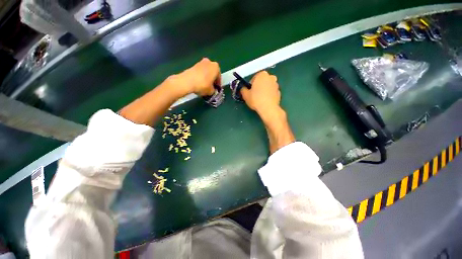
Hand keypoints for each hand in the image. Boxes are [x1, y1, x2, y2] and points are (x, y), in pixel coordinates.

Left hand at [173, 58, 220, 96]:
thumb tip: (212, 90)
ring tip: (204, 86)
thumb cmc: (203, 85)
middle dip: (212, 79)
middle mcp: (209, 62)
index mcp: (216, 67)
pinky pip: (199, 72)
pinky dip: (200, 77)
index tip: (216, 89)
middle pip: (212, 73)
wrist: (187, 82)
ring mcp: (200, 62)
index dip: (218, 84)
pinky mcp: (192, 65)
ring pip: (206, 72)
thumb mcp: (211, 91)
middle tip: (211, 87)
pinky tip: (198, 84)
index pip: (219, 77)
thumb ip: (214, 90)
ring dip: (206, 78)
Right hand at [241, 71, 280, 118]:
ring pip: (267, 86)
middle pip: (262, 81)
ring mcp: (276, 85)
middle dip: (258, 86)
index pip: (254, 78)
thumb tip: (243, 88)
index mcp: (262, 74)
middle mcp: (271, 77)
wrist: (268, 108)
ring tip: (259, 99)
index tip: (249, 91)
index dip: (250, 85)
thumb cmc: (256, 99)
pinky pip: (271, 92)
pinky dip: (268, 95)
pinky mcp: (279, 92)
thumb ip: (243, 89)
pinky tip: (265, 102)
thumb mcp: (245, 95)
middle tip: (254, 95)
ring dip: (263, 91)